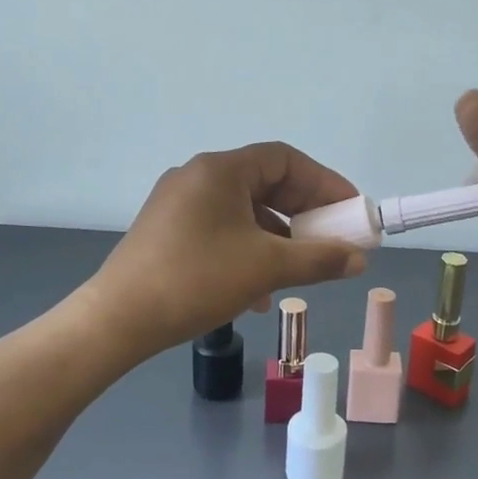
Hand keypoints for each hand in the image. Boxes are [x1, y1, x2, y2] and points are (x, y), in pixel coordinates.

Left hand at [90, 142, 369, 353]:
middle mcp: (197, 176)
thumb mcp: (266, 268)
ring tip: (298, 270)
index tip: (349, 209)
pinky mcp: (167, 231)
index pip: (285, 159)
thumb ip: (319, 259)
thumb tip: (359, 258)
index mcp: (220, 170)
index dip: (324, 182)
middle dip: (303, 213)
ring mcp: (178, 204)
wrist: (119, 319)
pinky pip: (221, 229)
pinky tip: (258, 291)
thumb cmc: (197, 280)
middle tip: (331, 239)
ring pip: (243, 211)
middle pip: (264, 183)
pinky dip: (248, 250)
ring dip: (277, 237)